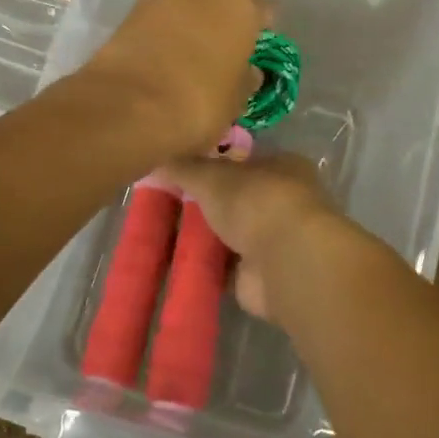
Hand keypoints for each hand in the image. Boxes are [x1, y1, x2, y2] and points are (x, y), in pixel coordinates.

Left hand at [80, 0, 268, 158]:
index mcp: (241, 2)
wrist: (127, 108)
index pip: (262, 11)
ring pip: (185, 7)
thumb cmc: (199, 104)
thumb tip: (246, 71)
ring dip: (187, 26)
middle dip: (219, 23)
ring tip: (185, 59)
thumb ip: (245, 79)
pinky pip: (156, 20)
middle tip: (217, 55)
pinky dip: (161, 35)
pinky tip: (160, 61)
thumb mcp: (236, 101)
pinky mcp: (127, 11)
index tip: (253, 54)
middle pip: (219, 1)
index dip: (259, 34)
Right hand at [156, 153, 342, 322]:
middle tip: (164, 204)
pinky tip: (175, 263)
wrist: (284, 262)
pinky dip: (204, 266)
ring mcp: (276, 242)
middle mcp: (284, 202)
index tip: (179, 172)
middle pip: (235, 200)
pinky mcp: (263, 276)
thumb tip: (153, 161)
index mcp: (283, 167)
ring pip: (230, 235)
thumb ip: (183, 167)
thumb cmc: (256, 202)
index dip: (212, 166)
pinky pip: (225, 268)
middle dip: (204, 205)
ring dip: (202, 237)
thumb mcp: (211, 175)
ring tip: (161, 234)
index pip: (243, 162)